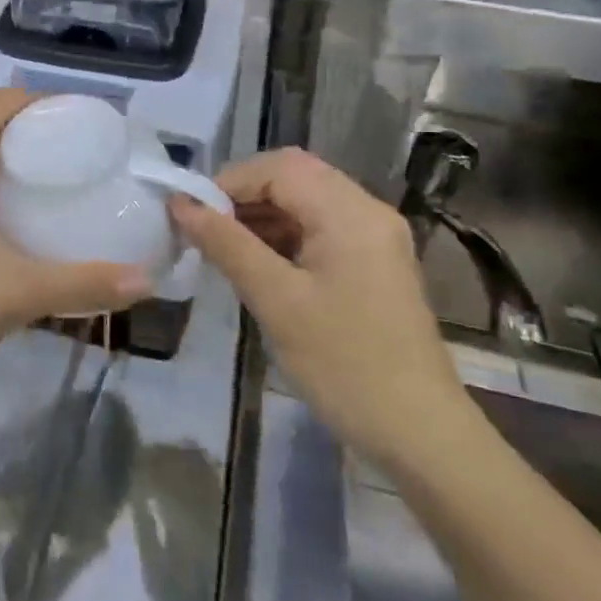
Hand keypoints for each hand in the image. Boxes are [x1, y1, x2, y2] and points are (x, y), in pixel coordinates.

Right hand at [169, 148, 470, 467]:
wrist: (419, 432)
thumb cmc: (344, 364)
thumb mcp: (276, 301)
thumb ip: (226, 245)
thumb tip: (181, 205)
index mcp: (350, 213)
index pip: (280, 167)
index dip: (229, 182)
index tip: (191, 215)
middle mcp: (368, 212)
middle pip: (295, 177)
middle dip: (243, 197)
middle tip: (204, 231)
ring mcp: (375, 238)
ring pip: (306, 202)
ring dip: (261, 216)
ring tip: (222, 249)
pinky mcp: (373, 263)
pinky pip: (320, 229)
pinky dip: (283, 236)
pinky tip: (257, 265)